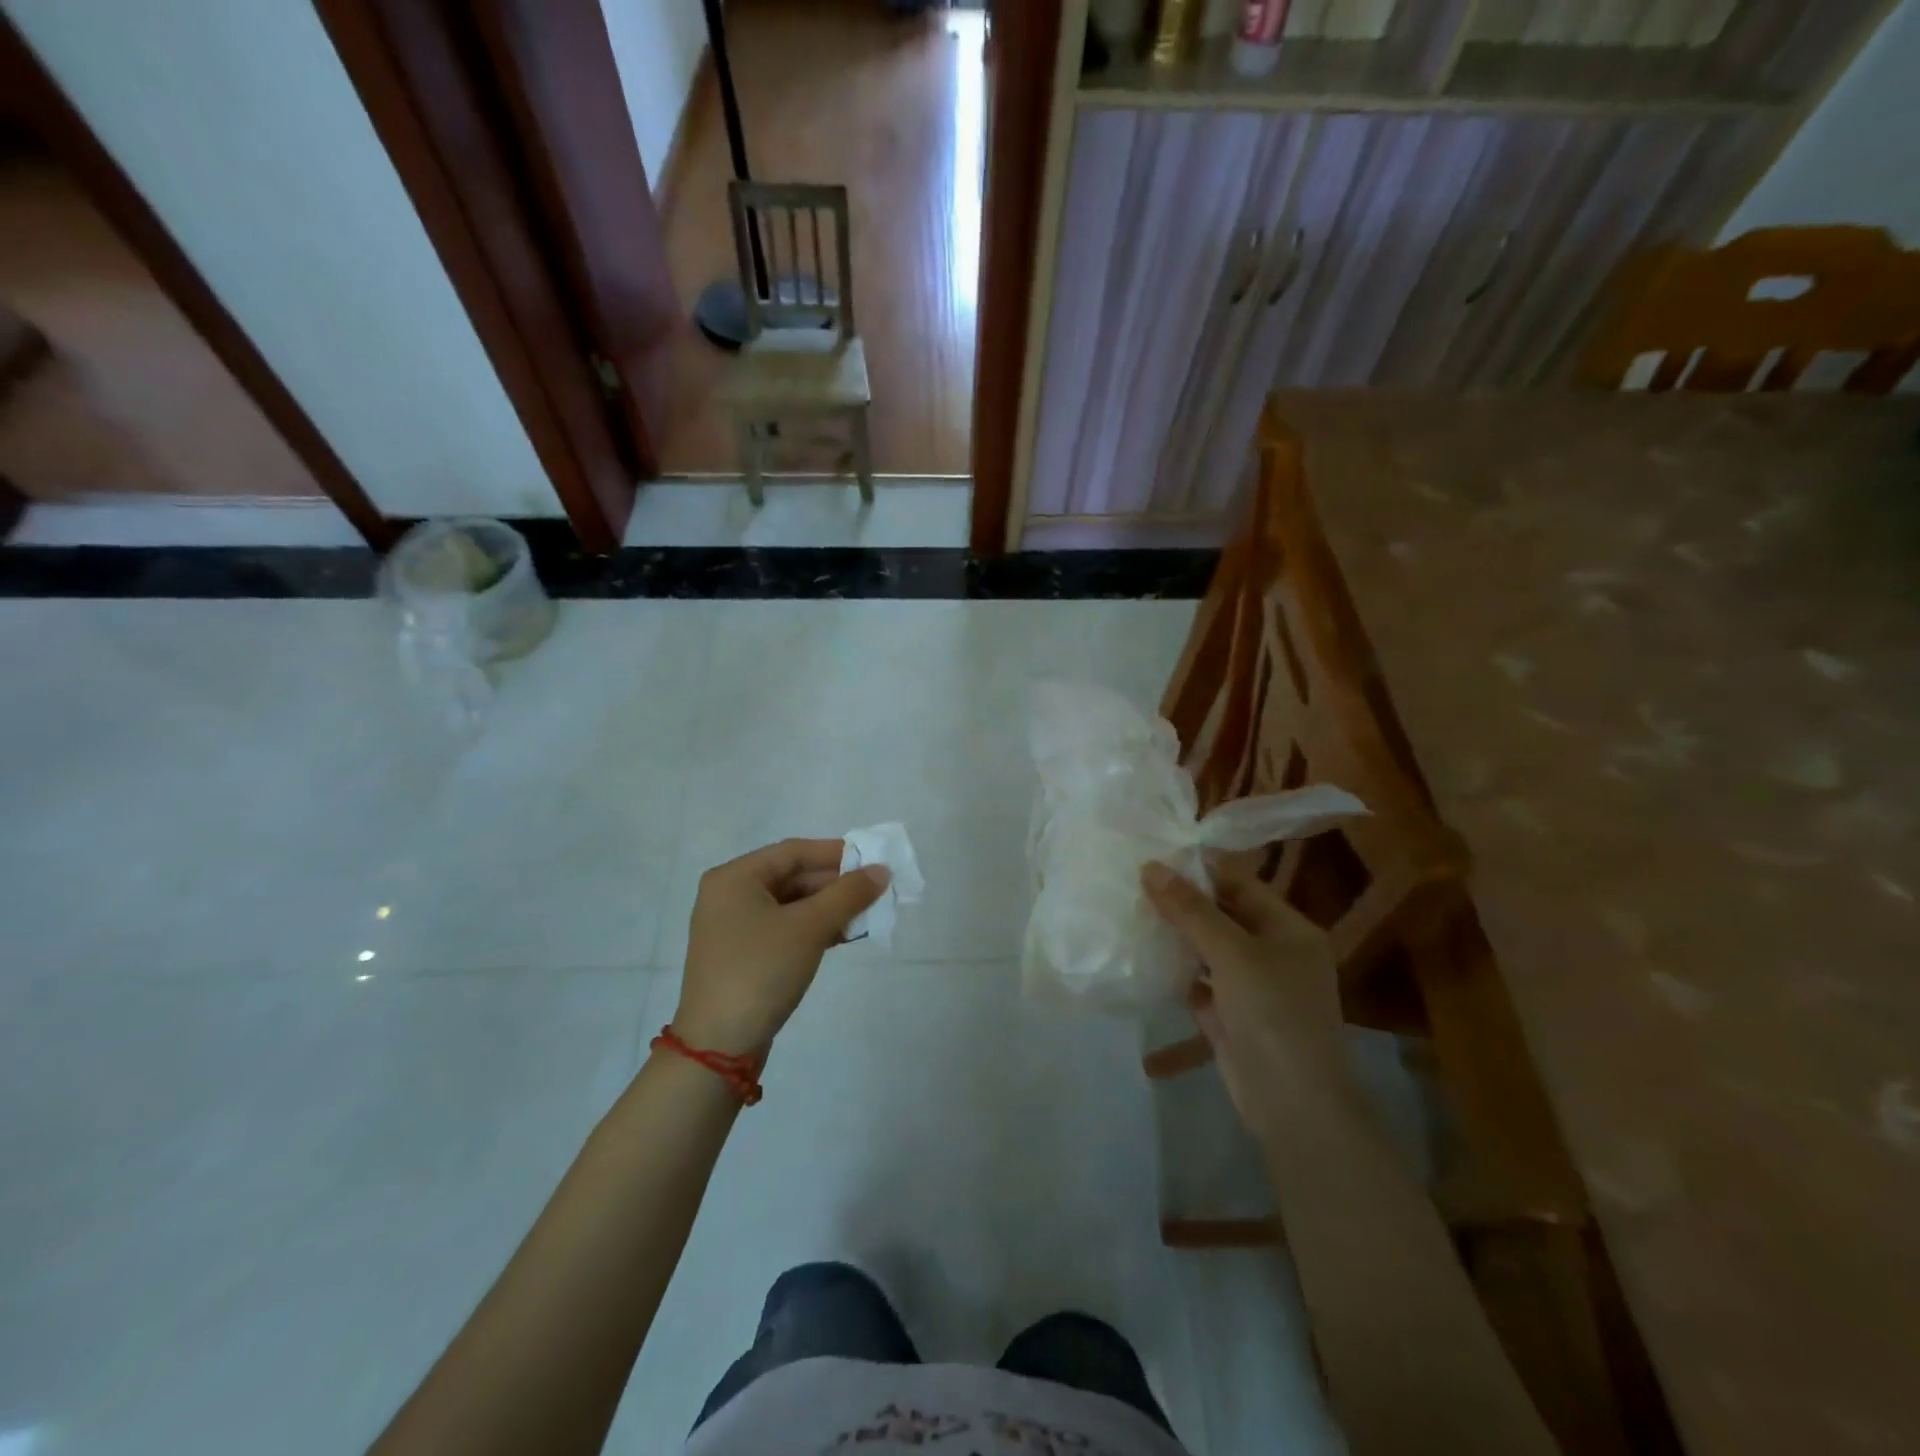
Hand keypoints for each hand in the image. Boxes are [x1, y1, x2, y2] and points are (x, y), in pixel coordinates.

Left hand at [673, 838, 889, 1058]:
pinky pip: (784, 928)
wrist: (718, 1046)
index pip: (793, 851)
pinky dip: (813, 929)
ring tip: (866, 916)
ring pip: (791, 905)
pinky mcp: (742, 955)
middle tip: (875, 892)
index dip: (835, 853)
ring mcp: (734, 927)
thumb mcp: (809, 928)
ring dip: (828, 908)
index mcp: (735, 878)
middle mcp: (730, 895)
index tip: (872, 861)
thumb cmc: (761, 971)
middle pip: (792, 877)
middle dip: (835, 885)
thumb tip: (881, 870)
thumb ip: (848, 894)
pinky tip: (843, 936)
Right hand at [1141, 861, 1350, 1136]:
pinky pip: (1199, 983)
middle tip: (1134, 883)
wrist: (1293, 1105)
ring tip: (1131, 912)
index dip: (1199, 870)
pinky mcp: (1231, 1017)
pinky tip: (1142, 957)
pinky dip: (1175, 972)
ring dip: (1176, 936)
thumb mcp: (1232, 952)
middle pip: (1223, 915)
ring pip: (1208, 950)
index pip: (1240, 884)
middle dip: (1182, 903)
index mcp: (1289, 929)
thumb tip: (1150, 866)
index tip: (1154, 856)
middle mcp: (1274, 953)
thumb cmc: (1273, 1013)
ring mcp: (1252, 988)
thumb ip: (1190, 910)